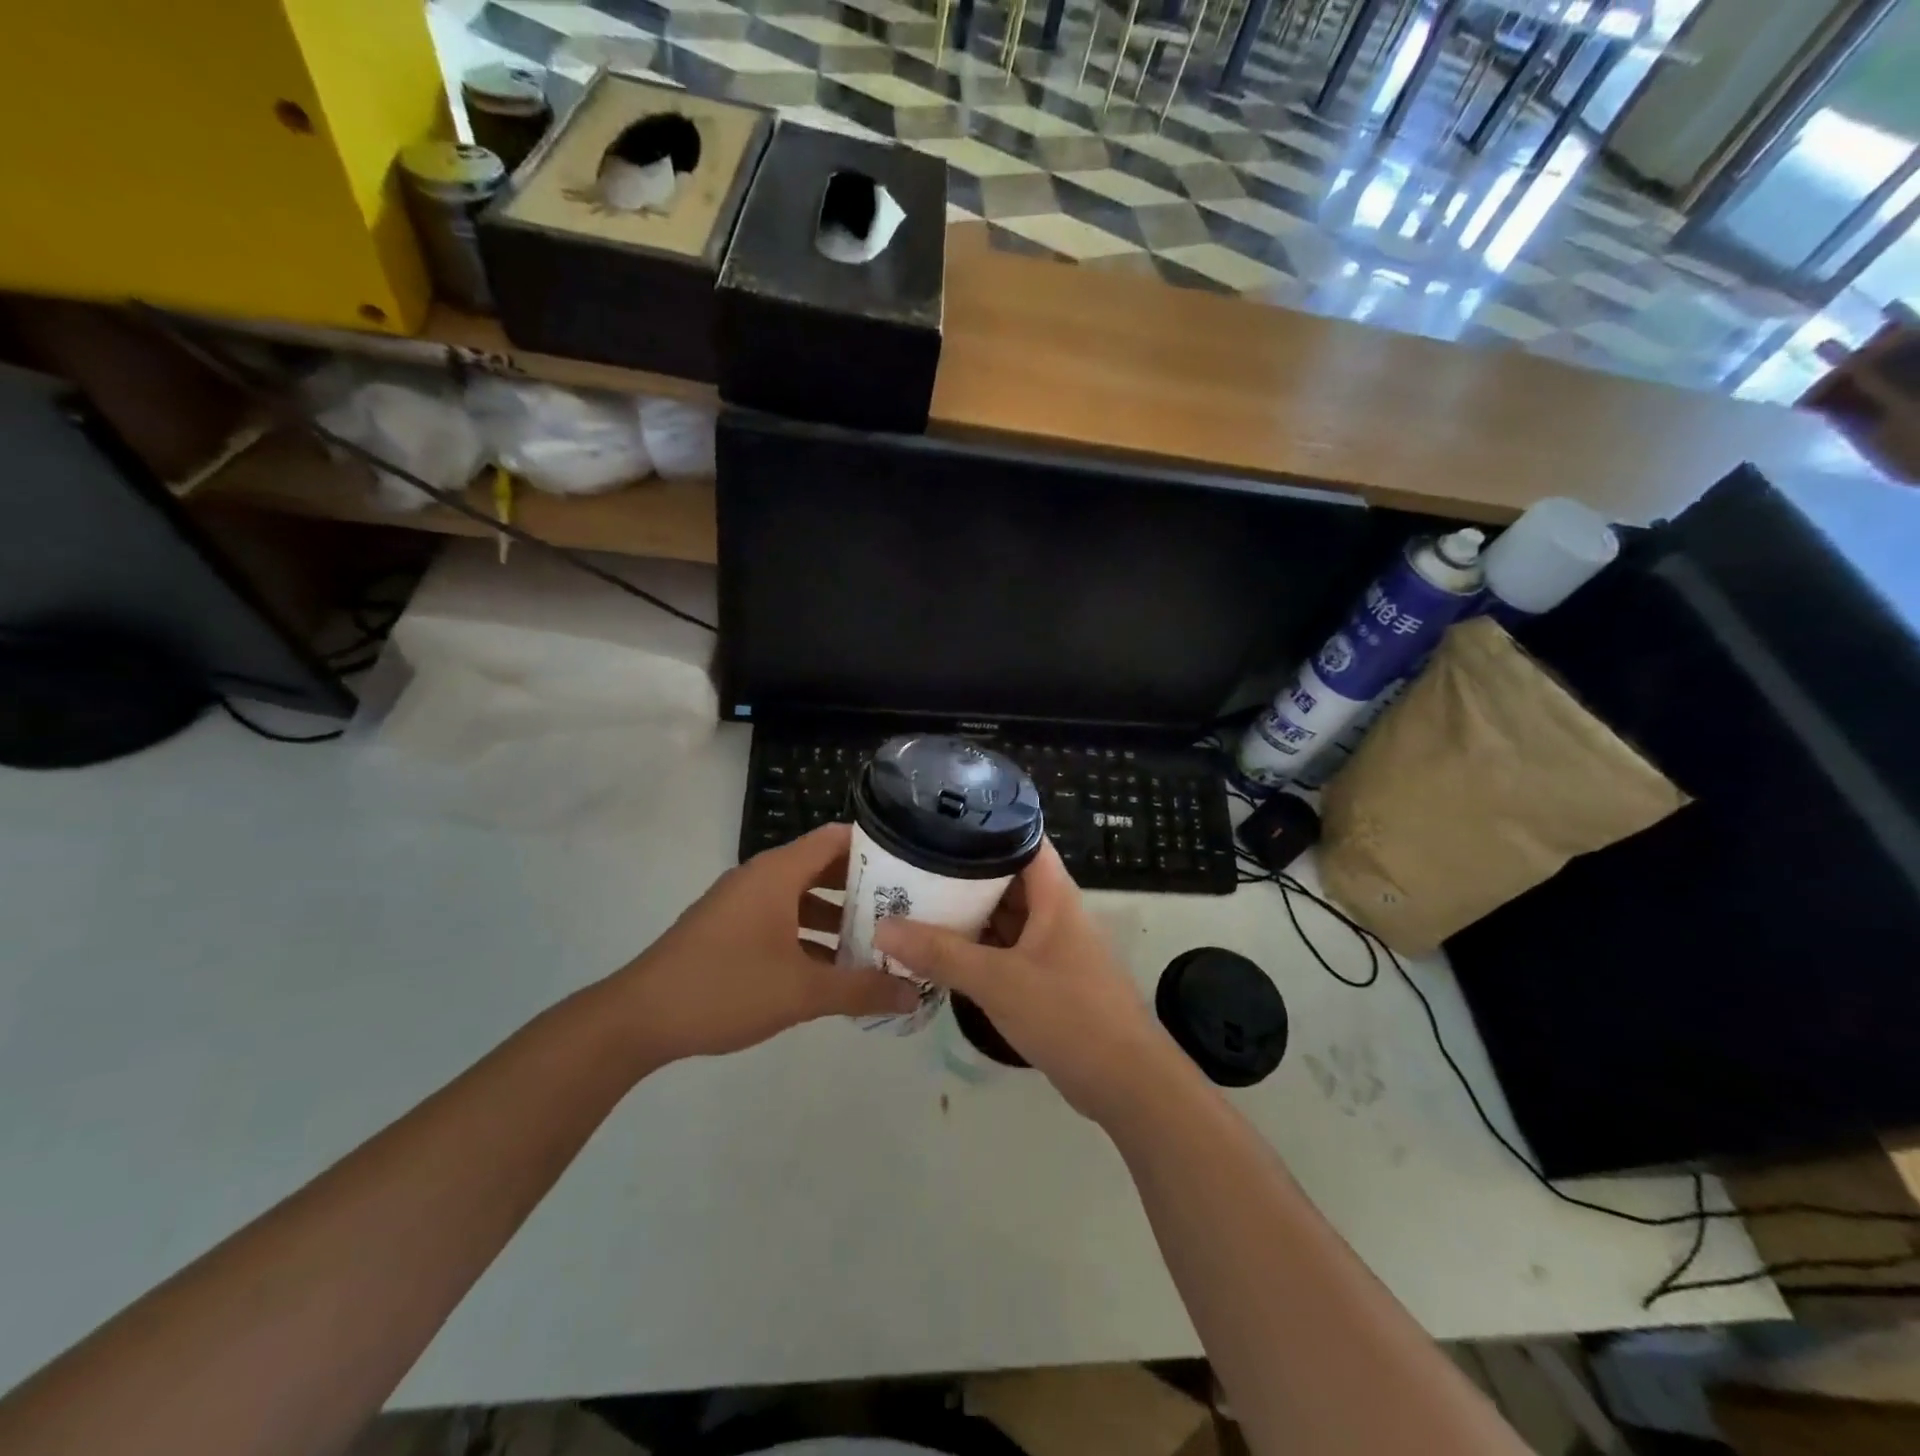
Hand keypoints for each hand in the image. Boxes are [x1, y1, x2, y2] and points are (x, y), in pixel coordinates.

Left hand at [611, 823, 918, 1062]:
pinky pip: (781, 917)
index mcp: (778, 873)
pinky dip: (809, 933)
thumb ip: (862, 991)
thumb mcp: (801, 992)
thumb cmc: (724, 988)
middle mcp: (760, 877)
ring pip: (802, 896)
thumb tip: (915, 993)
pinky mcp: (729, 928)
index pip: (836, 838)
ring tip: (878, 940)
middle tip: (906, 907)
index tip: (913, 866)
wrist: (637, 1019)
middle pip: (822, 866)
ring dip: (837, 915)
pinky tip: (833, 968)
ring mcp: (741, 903)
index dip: (876, 847)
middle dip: (864, 887)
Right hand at [873, 843, 1181, 1122]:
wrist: (1126, 1083)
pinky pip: (1004, 949)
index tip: (939, 818)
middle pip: (1006, 877)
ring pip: (1003, 916)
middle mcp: (1054, 911)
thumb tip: (883, 926)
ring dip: (967, 912)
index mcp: (1054, 894)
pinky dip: (976, 947)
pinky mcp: (1045, 978)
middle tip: (910, 863)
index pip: (1022, 837)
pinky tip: (939, 950)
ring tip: (913, 899)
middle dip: (962, 871)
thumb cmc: (1068, 1014)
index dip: (986, 823)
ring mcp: (1050, 946)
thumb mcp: (999, 980)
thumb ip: (941, 953)